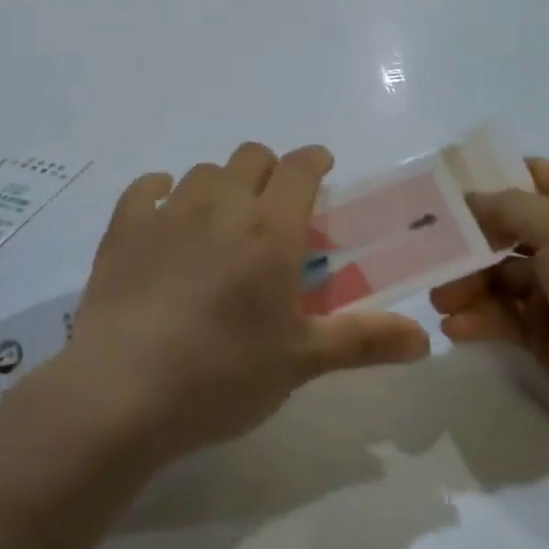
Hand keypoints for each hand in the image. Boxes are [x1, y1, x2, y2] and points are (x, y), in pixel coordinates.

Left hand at [47, 144, 431, 466]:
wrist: (123, 391)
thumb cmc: (222, 375)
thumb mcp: (300, 362)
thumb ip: (362, 340)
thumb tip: (425, 339)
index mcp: (270, 231)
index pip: (299, 169)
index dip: (313, 160)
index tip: (321, 168)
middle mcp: (221, 206)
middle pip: (250, 157)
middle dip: (268, 170)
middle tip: (272, 208)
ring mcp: (167, 212)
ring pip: (202, 172)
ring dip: (220, 185)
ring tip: (220, 222)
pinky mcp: (124, 228)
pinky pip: (146, 188)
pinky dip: (161, 191)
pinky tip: (163, 212)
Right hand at [432, 158, 548, 453]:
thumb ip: (505, 206)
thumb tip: (467, 198)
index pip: (531, 176)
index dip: (489, 177)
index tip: (442, 187)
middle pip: (505, 229)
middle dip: (466, 241)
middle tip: (427, 251)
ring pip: (499, 276)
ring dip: (466, 284)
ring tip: (440, 300)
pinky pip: (504, 317)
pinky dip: (479, 319)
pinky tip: (456, 327)